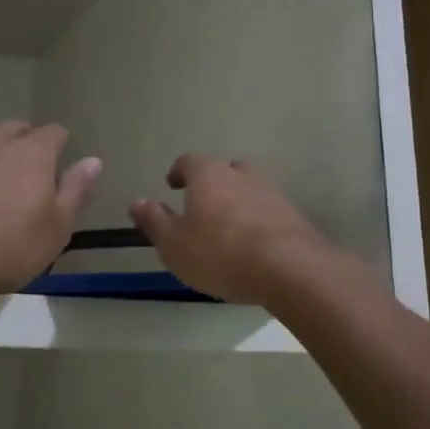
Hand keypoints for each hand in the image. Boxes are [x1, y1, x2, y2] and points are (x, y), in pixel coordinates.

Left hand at [0, 121, 101, 297]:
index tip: (60, 168)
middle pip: (15, 128)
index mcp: (33, 152)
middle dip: (26, 141)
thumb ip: (76, 190)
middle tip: (30, 171)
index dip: (60, 146)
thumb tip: (93, 161)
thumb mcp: (57, 227)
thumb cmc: (9, 246)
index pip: (54, 132)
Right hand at [129, 153, 326, 304]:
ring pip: (248, 186)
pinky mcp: (292, 212)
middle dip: (210, 183)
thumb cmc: (221, 254)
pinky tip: (253, 242)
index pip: (189, 161)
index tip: (172, 186)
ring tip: (228, 226)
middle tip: (200, 205)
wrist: (290, 268)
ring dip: (236, 200)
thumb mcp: (174, 245)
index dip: (179, 172)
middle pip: (222, 169)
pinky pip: (267, 208)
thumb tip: (137, 201)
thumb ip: (155, 221)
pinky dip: (257, 218)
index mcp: (208, 175)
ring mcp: (271, 191)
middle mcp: (240, 174)